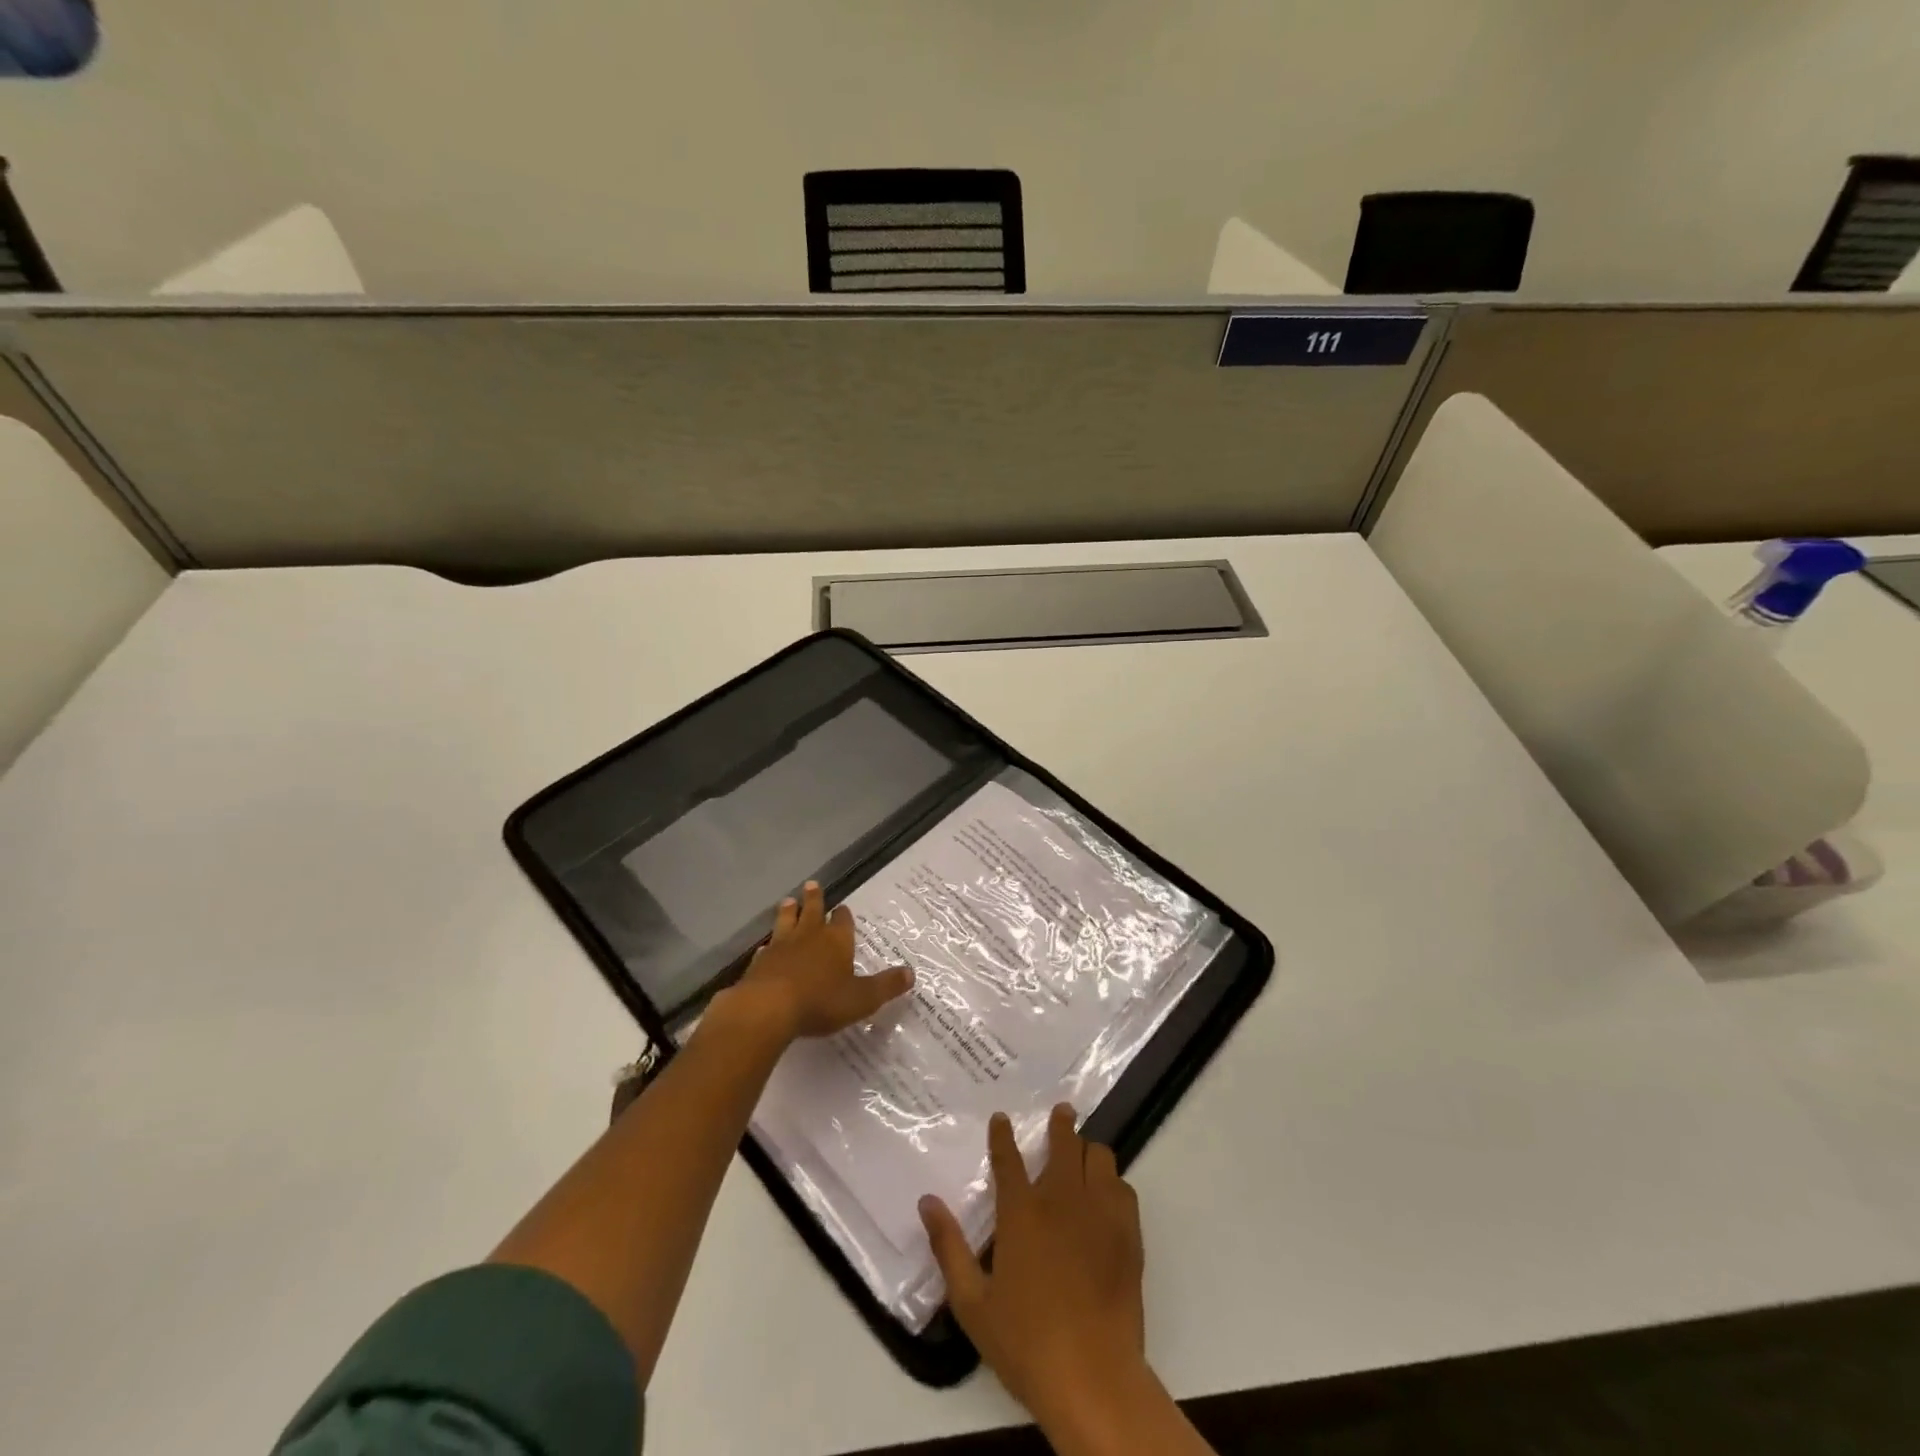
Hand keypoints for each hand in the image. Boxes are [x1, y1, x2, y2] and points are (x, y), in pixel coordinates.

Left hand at [726, 881, 913, 1043]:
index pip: (842, 920)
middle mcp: (809, 936)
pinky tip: (765, 947)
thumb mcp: (862, 998)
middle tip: (812, 884)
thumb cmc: (821, 1000)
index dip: (844, 914)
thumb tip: (912, 973)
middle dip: (814, 899)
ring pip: (786, 922)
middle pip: (812, 911)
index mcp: (836, 940)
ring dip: (788, 912)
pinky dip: (768, 946)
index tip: (843, 907)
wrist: (769, 1008)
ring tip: (788, 901)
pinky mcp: (760, 962)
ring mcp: (781, 946)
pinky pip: (766, 948)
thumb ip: (886, 986)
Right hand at [920, 1105, 1148, 1426]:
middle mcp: (1061, 1199)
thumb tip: (927, 1202)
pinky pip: (1123, 1189)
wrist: (1093, 1377)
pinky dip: (1112, 1184)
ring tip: (1083, 1154)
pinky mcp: (1128, 1233)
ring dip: (1088, 1151)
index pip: (1008, 1158)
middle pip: (1064, 1143)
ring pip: (1099, 1157)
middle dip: (1061, 1123)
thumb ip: (948, 1247)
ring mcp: (1100, 1213)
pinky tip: (1106, 1196)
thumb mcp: (972, 1302)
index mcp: (1021, 1212)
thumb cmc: (1026, 1342)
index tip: (1002, 1118)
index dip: (1002, 1134)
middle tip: (1061, 1112)